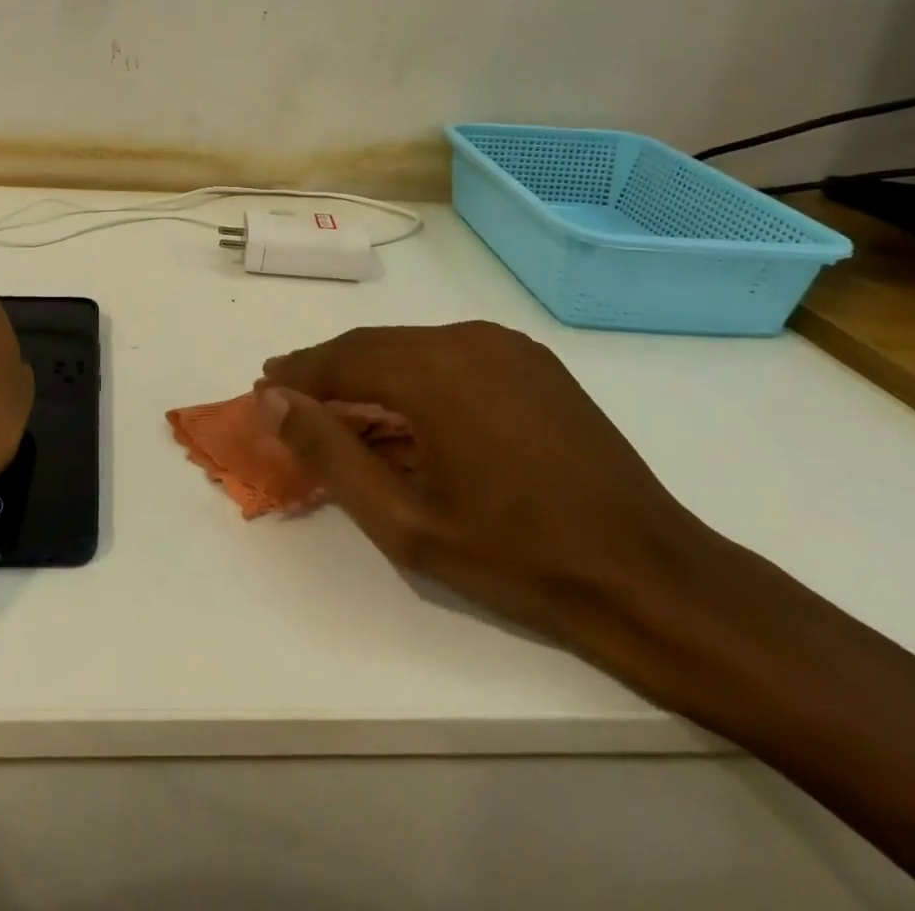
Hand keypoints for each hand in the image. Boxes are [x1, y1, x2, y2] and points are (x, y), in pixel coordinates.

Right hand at [260, 322, 720, 649]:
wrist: (649, 576)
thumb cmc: (517, 558)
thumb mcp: (404, 521)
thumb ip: (329, 453)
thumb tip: (273, 401)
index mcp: (434, 372)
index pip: (341, 359)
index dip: (297, 373)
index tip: (264, 385)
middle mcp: (466, 339)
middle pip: (373, 345)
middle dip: (327, 368)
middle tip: (289, 394)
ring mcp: (506, 346)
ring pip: (410, 345)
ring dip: (369, 370)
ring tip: (339, 404)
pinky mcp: (532, 362)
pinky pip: (450, 353)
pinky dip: (413, 373)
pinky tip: (405, 409)